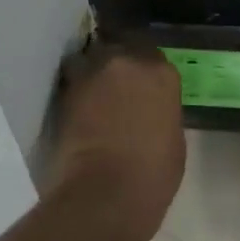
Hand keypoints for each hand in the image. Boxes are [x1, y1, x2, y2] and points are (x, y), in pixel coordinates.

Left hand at [45, 41, 185, 239]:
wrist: (105, 193)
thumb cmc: (152, 175)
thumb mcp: (173, 139)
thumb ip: (160, 111)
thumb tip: (148, 109)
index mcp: (161, 72)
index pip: (153, 54)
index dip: (146, 68)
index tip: (143, 84)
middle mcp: (127, 60)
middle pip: (120, 46)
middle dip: (118, 61)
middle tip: (116, 85)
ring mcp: (93, 72)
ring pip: (91, 57)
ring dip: (92, 69)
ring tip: (92, 91)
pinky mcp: (66, 89)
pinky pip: (71, 78)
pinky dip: (74, 87)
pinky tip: (77, 105)